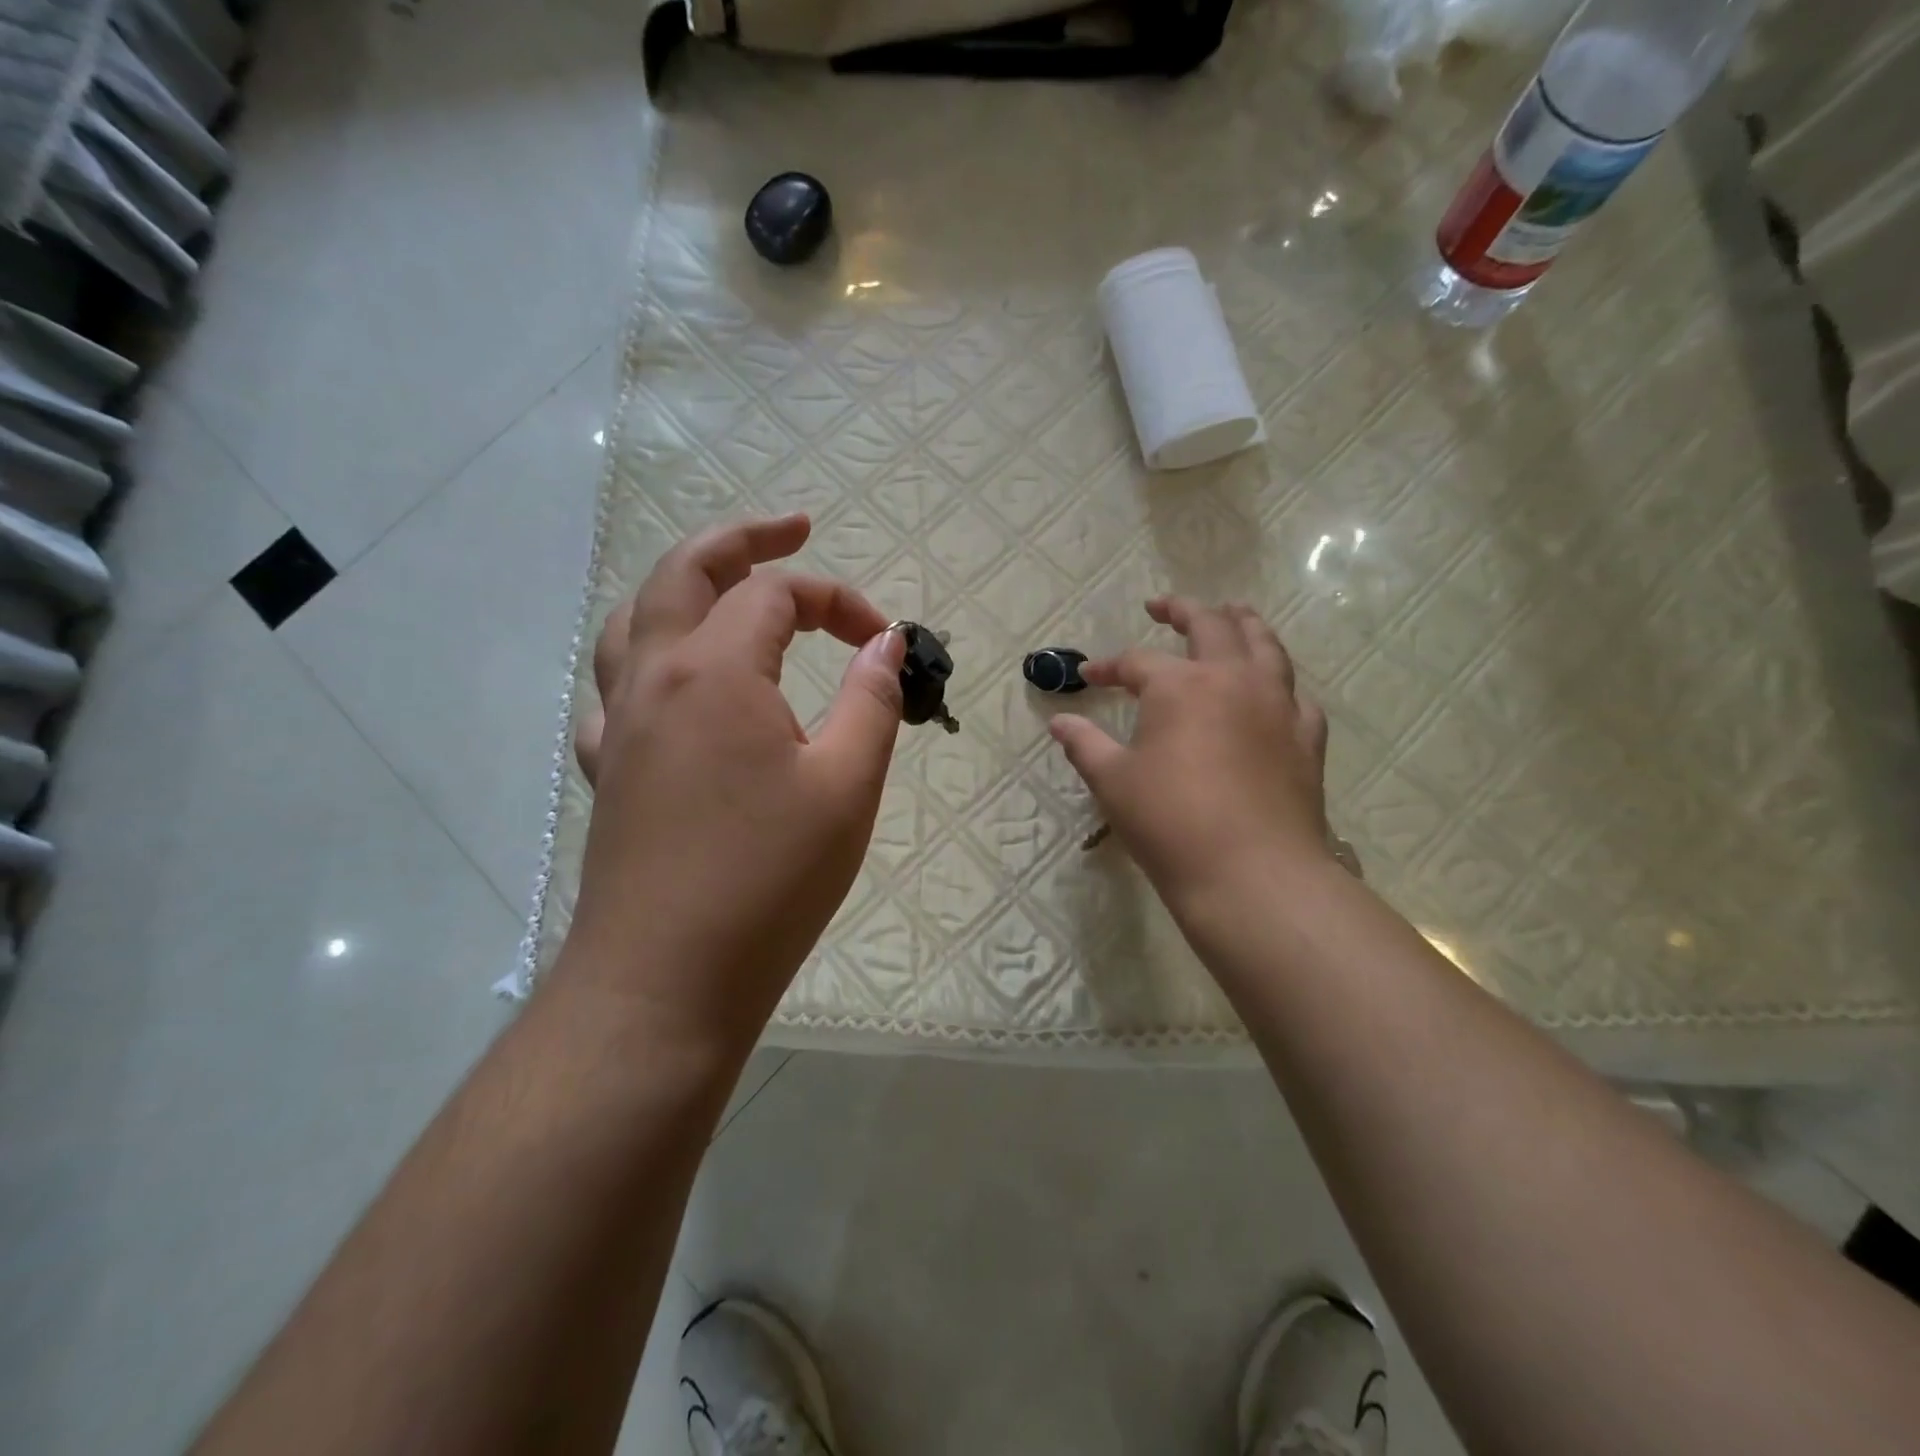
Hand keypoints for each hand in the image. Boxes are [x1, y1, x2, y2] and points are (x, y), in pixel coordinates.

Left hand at [562, 514, 905, 1053]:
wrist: (667, 980)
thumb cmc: (769, 879)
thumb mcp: (847, 783)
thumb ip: (871, 699)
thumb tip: (885, 641)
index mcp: (716, 671)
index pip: (777, 594)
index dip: (838, 599)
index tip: (885, 638)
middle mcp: (655, 679)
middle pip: (684, 572)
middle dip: (742, 539)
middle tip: (792, 529)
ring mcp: (622, 725)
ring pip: (635, 622)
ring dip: (683, 589)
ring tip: (727, 591)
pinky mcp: (611, 772)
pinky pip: (617, 693)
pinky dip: (650, 666)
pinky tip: (676, 693)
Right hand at [1048, 596, 1331, 912]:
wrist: (1252, 873)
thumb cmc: (1170, 823)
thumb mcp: (1113, 782)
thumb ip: (1084, 744)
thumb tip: (1059, 722)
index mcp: (1180, 686)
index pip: (1136, 662)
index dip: (1109, 667)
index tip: (1088, 675)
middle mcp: (1233, 679)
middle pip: (1211, 626)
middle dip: (1182, 610)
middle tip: (1162, 607)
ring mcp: (1278, 705)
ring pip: (1266, 645)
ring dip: (1243, 624)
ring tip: (1232, 613)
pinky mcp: (1306, 738)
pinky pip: (1296, 694)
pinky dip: (1280, 681)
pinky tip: (1274, 690)